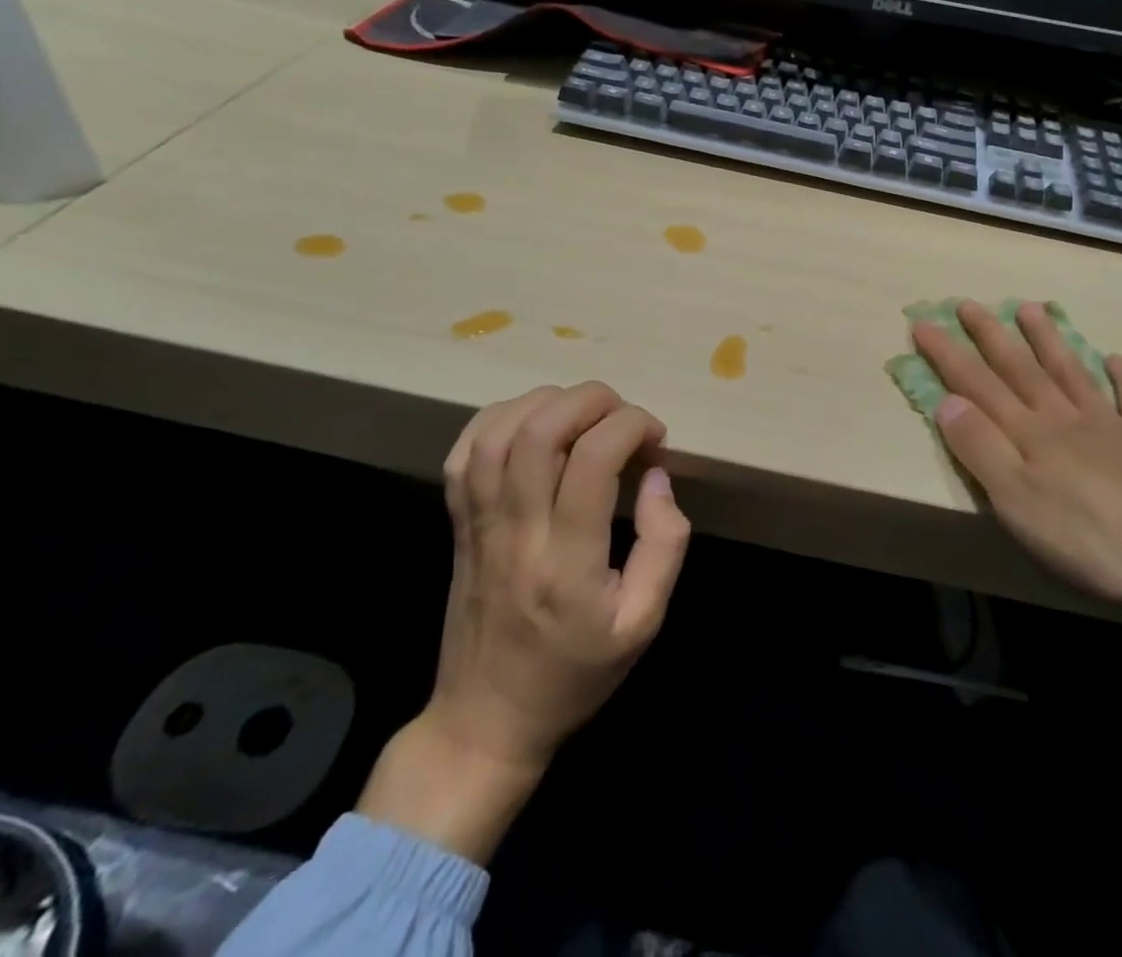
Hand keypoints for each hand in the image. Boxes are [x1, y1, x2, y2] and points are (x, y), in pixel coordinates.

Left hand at [358, 382, 690, 858]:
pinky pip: (465, 451)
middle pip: (541, 429)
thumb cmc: (573, 674)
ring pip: (500, 431)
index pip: (592, 459)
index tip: (656, 440)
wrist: (485, 720)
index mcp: (567, 561)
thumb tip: (657, 477)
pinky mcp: (457, 522)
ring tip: (585, 415)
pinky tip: (533, 422)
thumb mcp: (643, 623)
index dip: (632, 427)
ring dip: (549, 402)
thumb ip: (664, 545)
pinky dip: (500, 417)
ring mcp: (478, 523)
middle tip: (624, 417)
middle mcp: (517, 531)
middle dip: (593, 400)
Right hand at [915, 301, 1121, 761]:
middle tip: (969, 303)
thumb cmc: (1093, 536)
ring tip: (1031, 308)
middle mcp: (1066, 419)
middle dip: (990, 336)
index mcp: (1030, 434)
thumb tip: (946, 402)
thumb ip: (981, 450)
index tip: (922, 323)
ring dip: (1048, 340)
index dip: (947, 355)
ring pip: (1071, 373)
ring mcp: (1112, 428)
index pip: (977, 385)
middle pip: (1021, 369)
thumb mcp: (1018, 501)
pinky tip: (1118, 360)